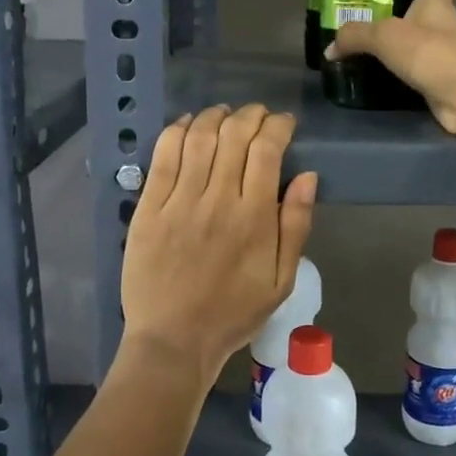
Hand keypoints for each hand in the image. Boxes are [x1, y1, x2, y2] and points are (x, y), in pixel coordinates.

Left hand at [121, 104, 317, 386]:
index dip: (278, 126)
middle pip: (234, 136)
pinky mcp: (148, 208)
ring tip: (225, 114)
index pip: (267, 151)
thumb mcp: (281, 280)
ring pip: (198, 138)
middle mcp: (217, 201)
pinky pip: (162, 157)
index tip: (284, 123)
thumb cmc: (233, 313)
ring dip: (215, 116)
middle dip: (250, 116)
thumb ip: (296, 226)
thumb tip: (308, 176)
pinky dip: (176, 131)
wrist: (174, 340)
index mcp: (254, 218)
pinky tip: (187, 125)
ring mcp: (179, 202)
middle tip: (257, 116)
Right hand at [326, 0, 455, 153]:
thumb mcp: (384, 36)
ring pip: (421, 48)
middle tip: (367, 24)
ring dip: (402, 51)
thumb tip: (329, 48)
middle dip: (401, 20)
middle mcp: (446, 26)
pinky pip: (419, 75)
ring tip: (367, 53)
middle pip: (425, 17)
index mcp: (437, 4)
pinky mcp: (444, 83)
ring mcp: (448, 57)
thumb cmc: (431, 52)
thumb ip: (355, 37)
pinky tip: (381, 81)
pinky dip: (404, 77)